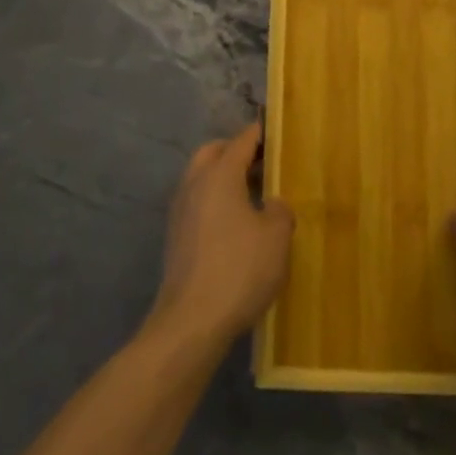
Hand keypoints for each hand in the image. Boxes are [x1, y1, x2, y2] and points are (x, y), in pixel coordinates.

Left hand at [149, 124, 294, 349]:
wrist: (191, 321)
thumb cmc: (239, 269)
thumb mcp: (276, 236)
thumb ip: (279, 210)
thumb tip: (271, 204)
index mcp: (220, 174)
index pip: (242, 140)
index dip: (261, 134)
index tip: (277, 132)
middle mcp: (195, 184)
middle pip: (214, 152)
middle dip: (236, 152)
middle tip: (263, 163)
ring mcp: (180, 210)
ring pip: (201, 178)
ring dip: (223, 178)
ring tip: (253, 195)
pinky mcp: (176, 237)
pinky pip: (197, 203)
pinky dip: (215, 201)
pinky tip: (235, 225)